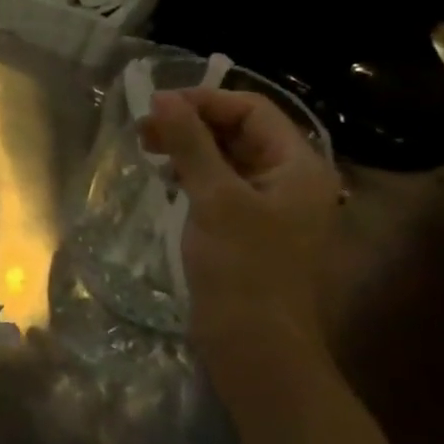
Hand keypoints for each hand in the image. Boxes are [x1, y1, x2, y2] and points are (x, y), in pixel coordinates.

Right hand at [142, 88, 341, 356]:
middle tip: (144, 131)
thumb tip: (163, 97)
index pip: (252, 110)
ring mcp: (271, 206)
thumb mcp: (215, 198)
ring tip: (149, 150)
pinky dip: (192, 173)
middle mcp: (291, 179)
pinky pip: (221, 184)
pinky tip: (166, 178)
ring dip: (189, 147)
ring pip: (228, 157)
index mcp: (299, 166)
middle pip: (240, 131)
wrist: (255, 345)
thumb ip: (190, 142)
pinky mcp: (248, 228)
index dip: (204, 102)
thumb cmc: (242, 267)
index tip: (155, 107)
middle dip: (192, 123)